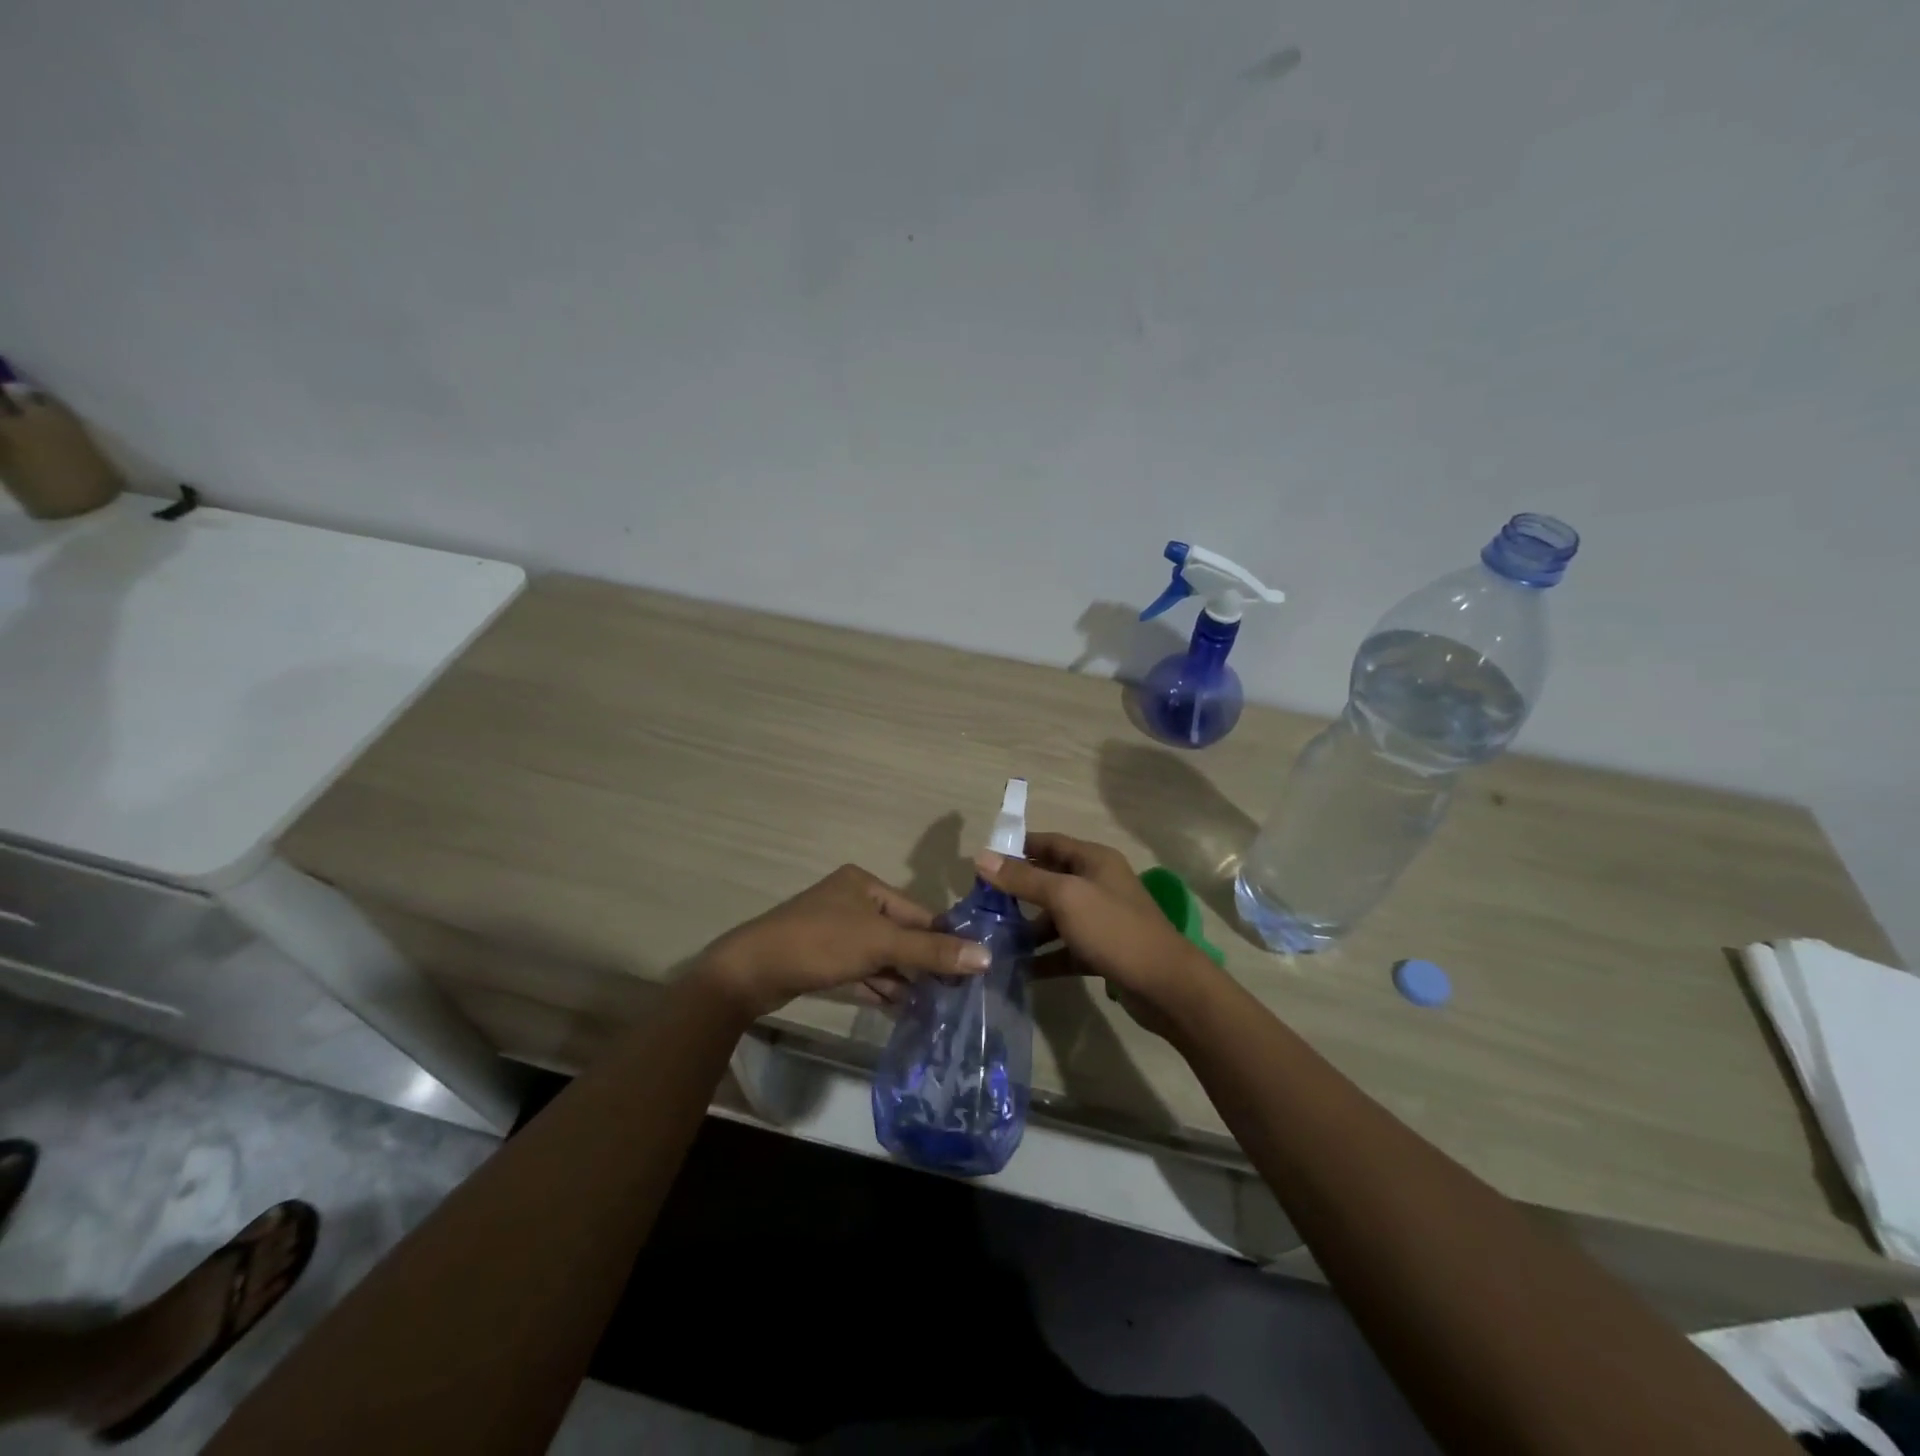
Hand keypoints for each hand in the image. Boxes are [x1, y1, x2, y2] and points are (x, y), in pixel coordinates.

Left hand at [697, 864, 988, 1019]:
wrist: (751, 972)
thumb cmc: (821, 943)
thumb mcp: (880, 944)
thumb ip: (931, 951)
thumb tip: (985, 956)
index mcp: (864, 884)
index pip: (916, 911)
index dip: (943, 939)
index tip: (971, 968)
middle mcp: (850, 901)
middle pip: (899, 933)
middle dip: (923, 963)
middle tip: (954, 993)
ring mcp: (834, 931)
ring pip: (880, 955)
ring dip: (903, 979)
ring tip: (934, 1006)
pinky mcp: (821, 959)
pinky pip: (861, 970)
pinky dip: (880, 987)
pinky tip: (902, 1009)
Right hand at [974, 832, 1215, 1032]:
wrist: (1166, 986)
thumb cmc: (1114, 930)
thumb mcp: (1065, 898)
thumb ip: (1024, 878)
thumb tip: (981, 857)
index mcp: (1094, 860)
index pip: (1049, 843)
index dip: (1017, 848)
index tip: (983, 861)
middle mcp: (1099, 884)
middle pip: (1050, 880)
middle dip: (1017, 890)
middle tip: (981, 903)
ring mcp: (1102, 919)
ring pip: (1056, 916)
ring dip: (1027, 927)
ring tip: (993, 939)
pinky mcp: (1102, 951)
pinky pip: (1065, 948)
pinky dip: (1044, 956)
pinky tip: (1019, 968)